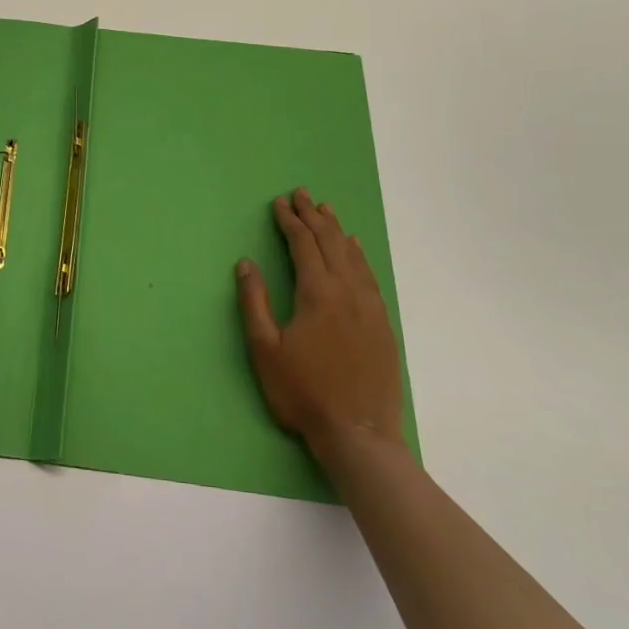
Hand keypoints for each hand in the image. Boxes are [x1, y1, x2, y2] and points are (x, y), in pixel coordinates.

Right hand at [237, 187, 405, 469]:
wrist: (359, 434)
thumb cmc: (303, 392)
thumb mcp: (265, 349)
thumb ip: (254, 302)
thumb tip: (246, 262)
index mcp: (317, 293)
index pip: (303, 245)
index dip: (290, 221)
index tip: (279, 202)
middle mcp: (347, 292)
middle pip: (330, 243)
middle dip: (313, 216)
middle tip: (302, 194)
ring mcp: (369, 307)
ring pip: (353, 256)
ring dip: (337, 230)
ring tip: (326, 211)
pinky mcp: (382, 325)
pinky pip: (369, 276)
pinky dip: (358, 255)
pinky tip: (354, 249)